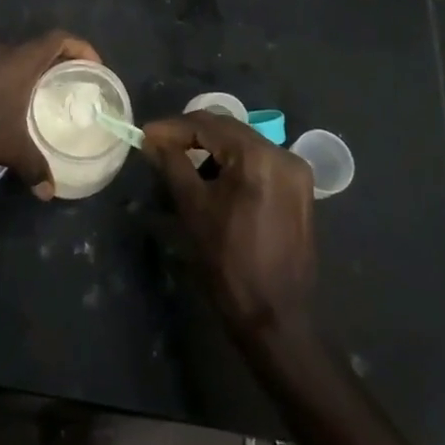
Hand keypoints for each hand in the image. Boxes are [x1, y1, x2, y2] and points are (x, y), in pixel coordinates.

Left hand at [0, 31, 100, 196]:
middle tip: (66, 87)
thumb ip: (34, 167)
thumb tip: (49, 191)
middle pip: (35, 48)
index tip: (93, 66)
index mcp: (19, 61)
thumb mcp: (9, 150)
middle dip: (53, 65)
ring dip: (24, 74)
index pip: (59, 39)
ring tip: (33, 100)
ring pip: (9, 59)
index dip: (80, 48)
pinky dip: (1, 81)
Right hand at [142, 111, 316, 338]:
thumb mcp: (194, 208)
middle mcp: (283, 154)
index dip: (173, 128)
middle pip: (228, 130)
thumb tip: (153, 139)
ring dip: (211, 150)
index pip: (208, 125)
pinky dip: (233, 165)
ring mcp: (296, 172)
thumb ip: (172, 164)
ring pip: (243, 145)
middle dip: (191, 135)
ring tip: (182, 163)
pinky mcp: (299, 191)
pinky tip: (212, 180)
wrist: (275, 319)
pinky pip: (259, 163)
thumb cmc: (229, 262)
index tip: (145, 134)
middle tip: (159, 145)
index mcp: (259, 156)